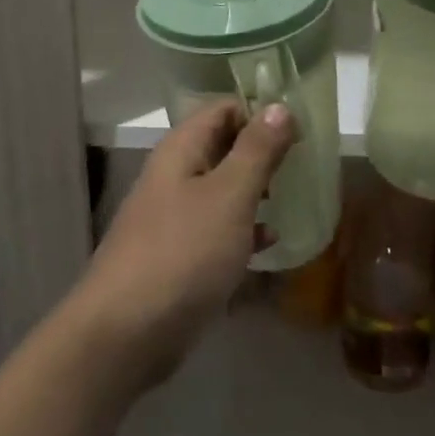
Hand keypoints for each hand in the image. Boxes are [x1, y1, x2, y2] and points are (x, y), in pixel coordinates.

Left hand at [69, 99, 296, 387]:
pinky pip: (217, 230)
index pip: (222, 109)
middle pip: (222, 147)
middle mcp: (174, 176)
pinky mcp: (180, 254)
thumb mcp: (229, 196)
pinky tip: (271, 242)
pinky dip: (243, 230)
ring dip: (256, 191)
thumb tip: (278, 105)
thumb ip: (256, 151)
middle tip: (307, 163)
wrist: (127, 329)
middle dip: (262, 153)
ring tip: (298, 197)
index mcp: (181, 150)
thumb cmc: (183, 252)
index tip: (302, 127)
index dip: (260, 111)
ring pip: (222, 190)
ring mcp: (174, 216)